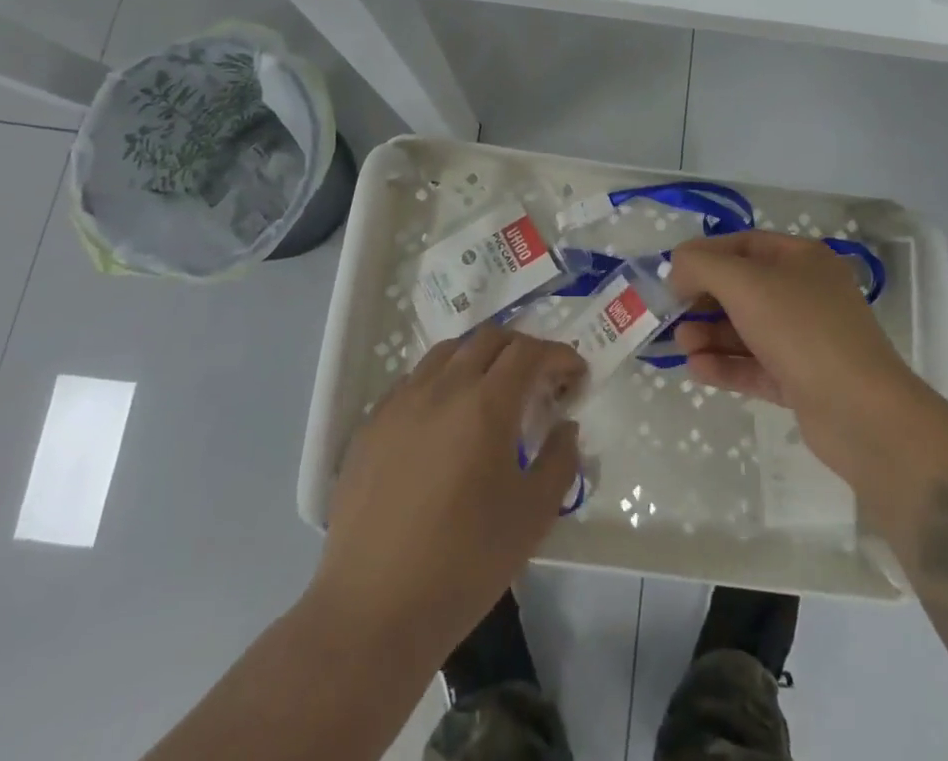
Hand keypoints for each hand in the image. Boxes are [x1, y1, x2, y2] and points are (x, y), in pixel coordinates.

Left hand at [312, 326, 585, 661]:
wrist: (374, 608)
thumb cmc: (465, 563)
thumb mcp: (533, 516)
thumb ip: (559, 461)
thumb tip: (565, 427)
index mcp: (486, 403)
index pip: (529, 352)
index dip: (558, 355)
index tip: (576, 374)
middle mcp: (442, 387)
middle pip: (488, 339)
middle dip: (521, 348)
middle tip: (539, 377)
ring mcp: (401, 401)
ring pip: (447, 351)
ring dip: (479, 357)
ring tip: (492, 389)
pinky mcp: (371, 424)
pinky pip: (414, 380)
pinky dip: (441, 380)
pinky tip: (445, 418)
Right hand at [667, 231, 917, 476]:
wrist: (862, 413)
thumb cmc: (801, 330)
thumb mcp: (744, 283)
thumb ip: (701, 266)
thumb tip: (678, 270)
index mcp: (802, 259)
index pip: (743, 244)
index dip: (705, 255)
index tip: (672, 274)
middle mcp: (806, 293)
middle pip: (743, 288)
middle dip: (703, 300)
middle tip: (670, 314)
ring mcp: (807, 339)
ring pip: (747, 329)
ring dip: (710, 334)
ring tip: (681, 345)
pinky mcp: (803, 380)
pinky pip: (756, 365)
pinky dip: (725, 365)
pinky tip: (696, 369)